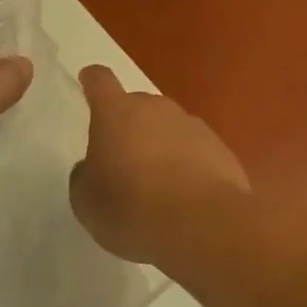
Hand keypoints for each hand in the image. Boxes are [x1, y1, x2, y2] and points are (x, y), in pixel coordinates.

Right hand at [69, 65, 250, 264]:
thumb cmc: (131, 208)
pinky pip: (196, 152)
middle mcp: (156, 109)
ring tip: (158, 188)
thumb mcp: (86, 202)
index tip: (89, 81)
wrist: (202, 225)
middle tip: (124, 163)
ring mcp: (193, 126)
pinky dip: (189, 168)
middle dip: (130, 128)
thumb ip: (84, 177)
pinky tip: (186, 198)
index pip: (100, 82)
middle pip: (138, 107)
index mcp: (115, 113)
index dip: (93, 81)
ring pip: (169, 129)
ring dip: (161, 148)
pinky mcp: (222, 150)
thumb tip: (92, 167)